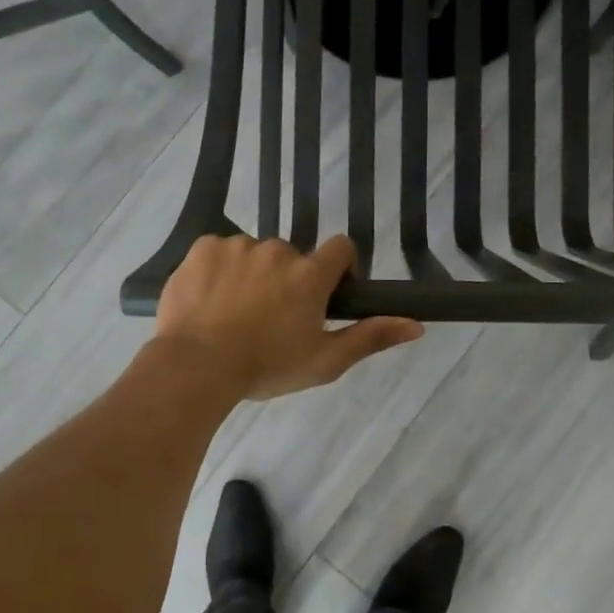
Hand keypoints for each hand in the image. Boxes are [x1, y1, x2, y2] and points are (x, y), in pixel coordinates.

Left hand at [153, 234, 423, 400]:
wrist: (196, 366)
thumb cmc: (266, 367)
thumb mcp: (325, 361)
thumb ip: (371, 338)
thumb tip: (417, 325)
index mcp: (310, 274)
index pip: (341, 248)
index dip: (338, 269)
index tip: (325, 295)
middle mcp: (278, 250)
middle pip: (292, 257)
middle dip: (287, 280)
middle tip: (270, 318)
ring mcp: (237, 245)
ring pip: (253, 255)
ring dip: (251, 275)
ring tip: (233, 314)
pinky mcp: (203, 248)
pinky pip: (219, 252)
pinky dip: (218, 271)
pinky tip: (209, 302)